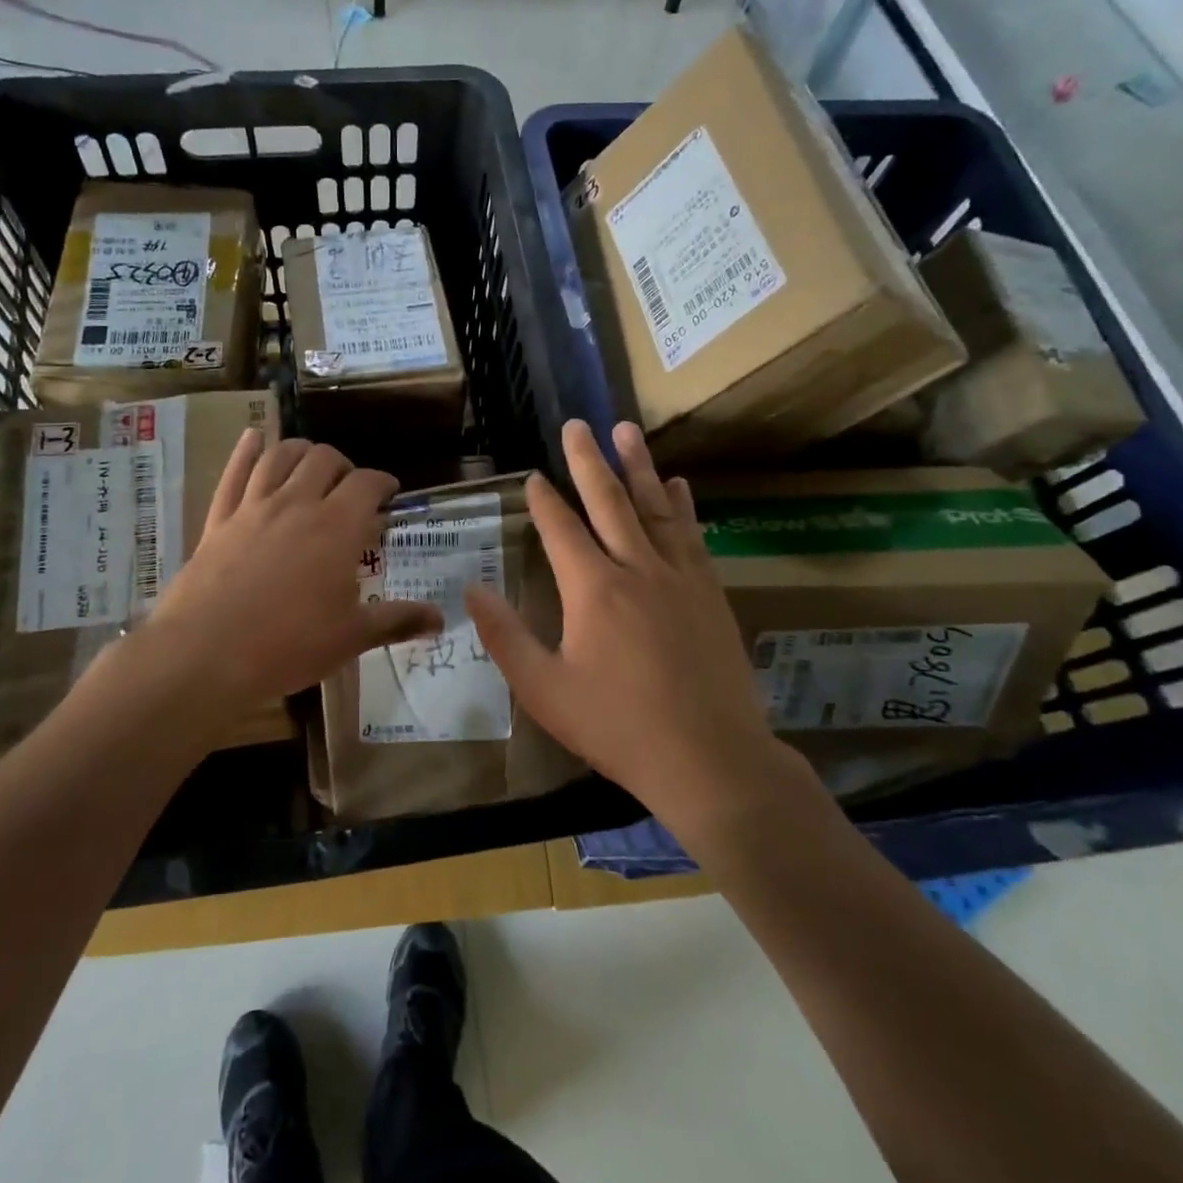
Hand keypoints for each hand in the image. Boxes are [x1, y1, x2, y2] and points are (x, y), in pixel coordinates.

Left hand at [116, 432, 443, 725]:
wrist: (205, 654)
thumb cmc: (288, 645)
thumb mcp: (351, 637)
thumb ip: (397, 621)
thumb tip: (440, 620)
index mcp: (337, 527)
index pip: (367, 484)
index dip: (383, 483)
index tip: (389, 494)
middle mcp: (297, 504)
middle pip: (324, 459)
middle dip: (344, 465)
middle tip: (350, 487)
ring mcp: (253, 507)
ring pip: (281, 456)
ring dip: (301, 451)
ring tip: (311, 463)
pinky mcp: (219, 519)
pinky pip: (234, 473)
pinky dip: (246, 451)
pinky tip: (253, 439)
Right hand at [466, 420, 807, 838]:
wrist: (710, 758)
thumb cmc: (617, 726)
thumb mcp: (544, 690)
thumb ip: (505, 636)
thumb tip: (472, 590)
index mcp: (592, 589)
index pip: (561, 529)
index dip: (543, 500)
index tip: (532, 475)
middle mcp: (636, 567)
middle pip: (608, 501)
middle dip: (588, 461)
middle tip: (577, 424)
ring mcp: (679, 576)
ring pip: (654, 506)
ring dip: (638, 466)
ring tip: (626, 430)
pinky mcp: (709, 591)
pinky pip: (692, 534)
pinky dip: (682, 505)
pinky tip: (679, 485)